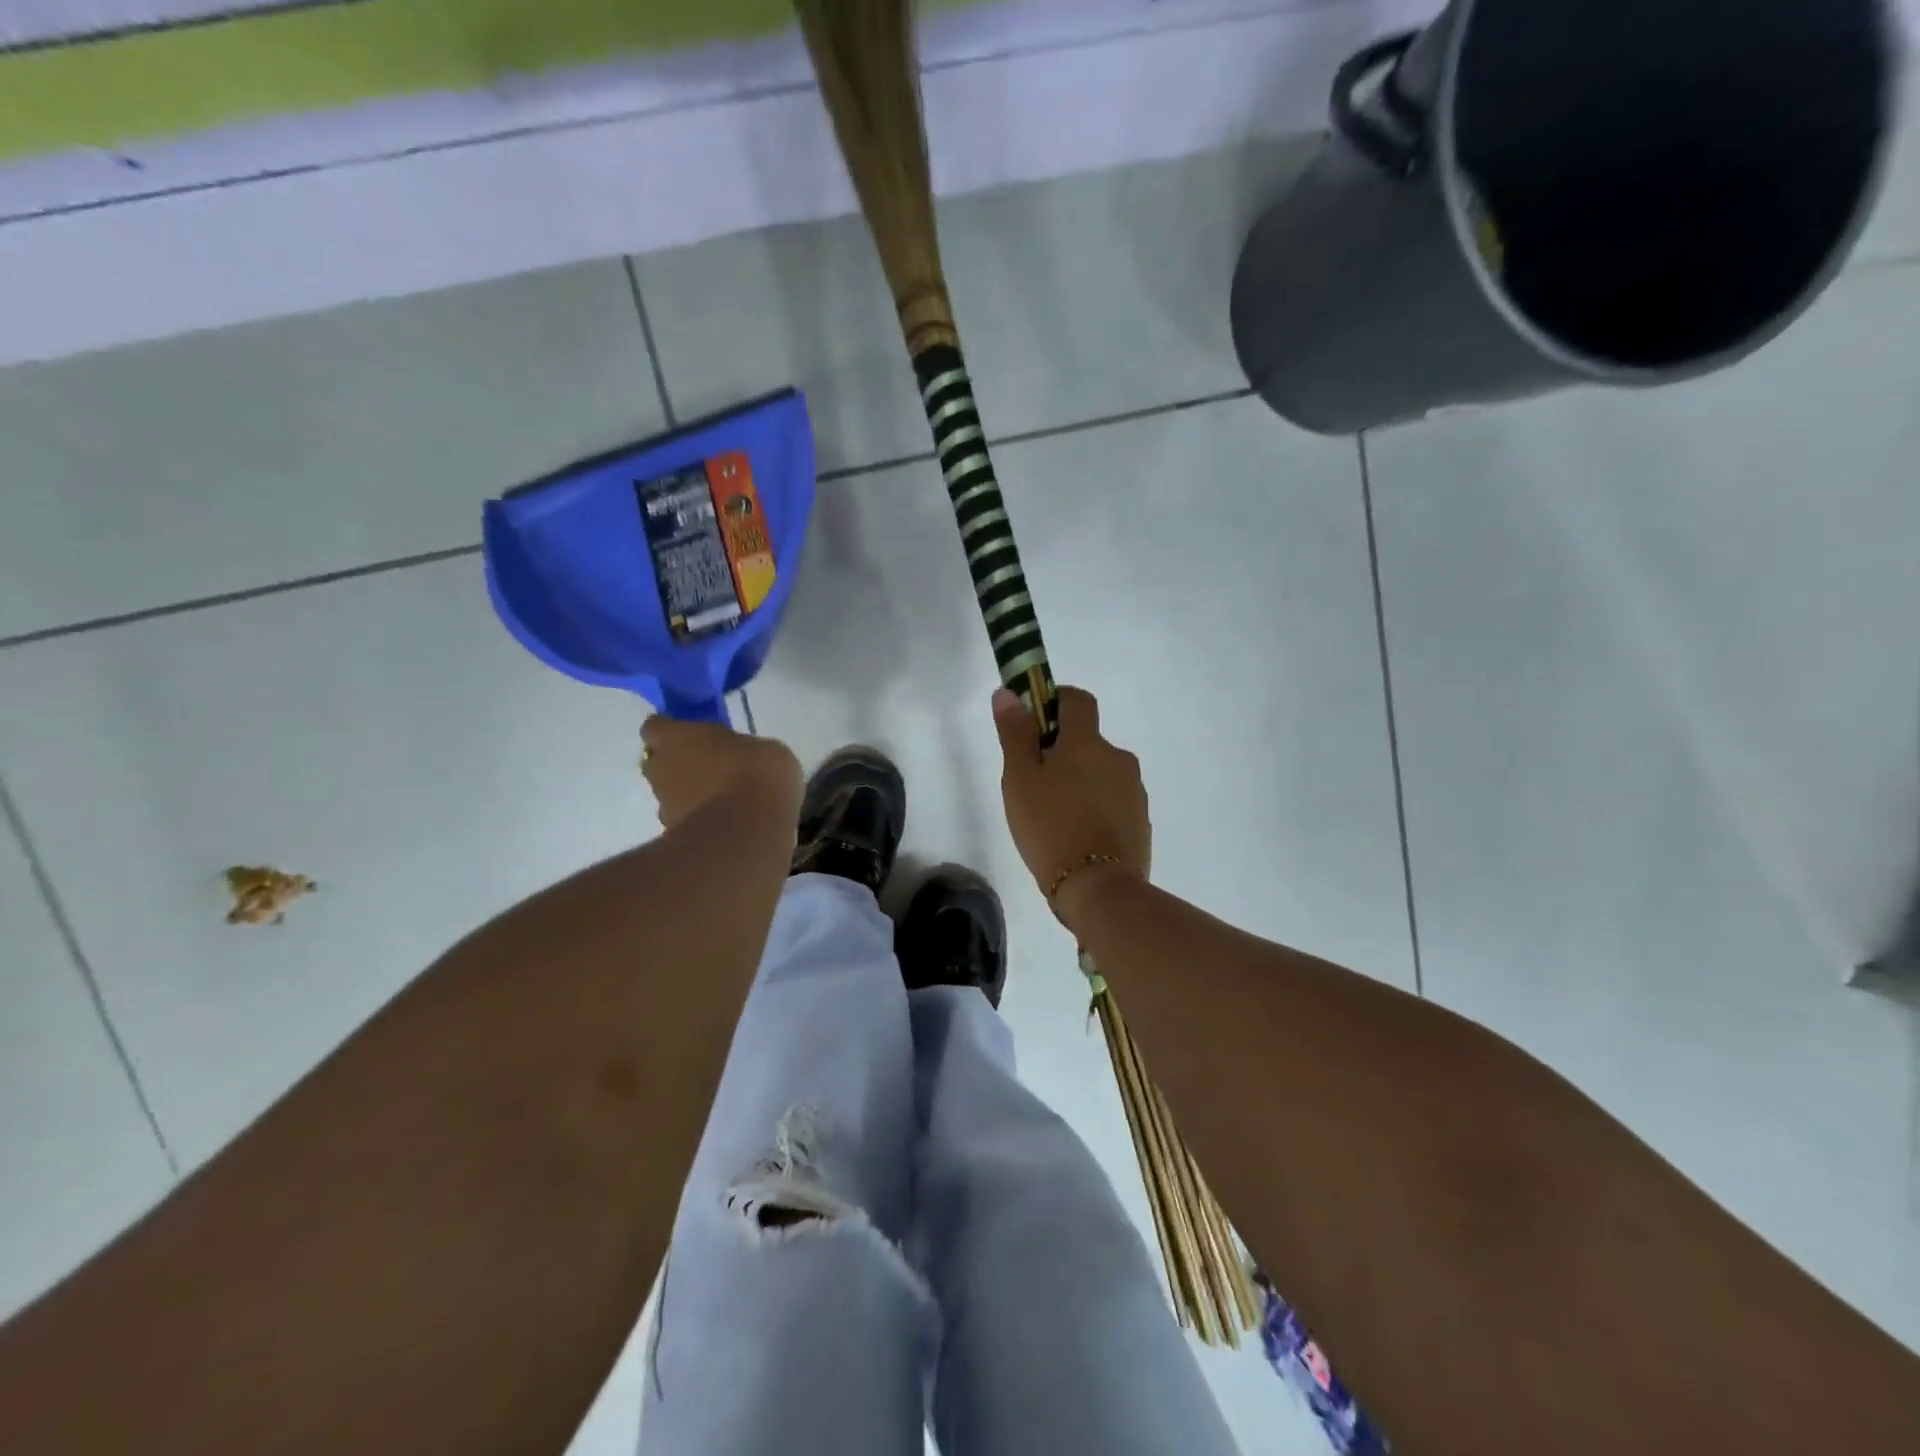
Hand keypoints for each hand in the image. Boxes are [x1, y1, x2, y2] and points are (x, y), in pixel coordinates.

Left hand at [640, 716, 802, 833]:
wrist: (748, 833)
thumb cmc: (756, 775)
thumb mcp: (764, 748)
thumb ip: (741, 749)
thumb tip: (742, 757)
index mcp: (676, 737)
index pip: (656, 726)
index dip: (673, 729)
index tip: (692, 733)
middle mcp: (660, 769)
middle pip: (658, 762)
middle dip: (679, 763)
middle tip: (711, 765)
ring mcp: (664, 805)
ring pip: (670, 793)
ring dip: (689, 793)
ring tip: (724, 799)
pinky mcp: (675, 836)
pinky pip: (686, 820)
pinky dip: (701, 819)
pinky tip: (727, 822)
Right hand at [992, 686, 1149, 917]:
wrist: (1099, 889)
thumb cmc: (1050, 827)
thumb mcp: (1020, 780)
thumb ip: (1015, 734)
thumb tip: (1008, 694)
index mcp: (1087, 742)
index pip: (1077, 699)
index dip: (1055, 702)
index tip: (1034, 723)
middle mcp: (1118, 758)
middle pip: (1088, 740)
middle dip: (1063, 752)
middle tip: (1035, 783)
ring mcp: (1134, 790)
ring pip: (1101, 772)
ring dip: (1081, 781)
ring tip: (1055, 816)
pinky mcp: (1141, 820)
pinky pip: (1113, 800)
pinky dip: (1096, 807)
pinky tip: (1078, 834)